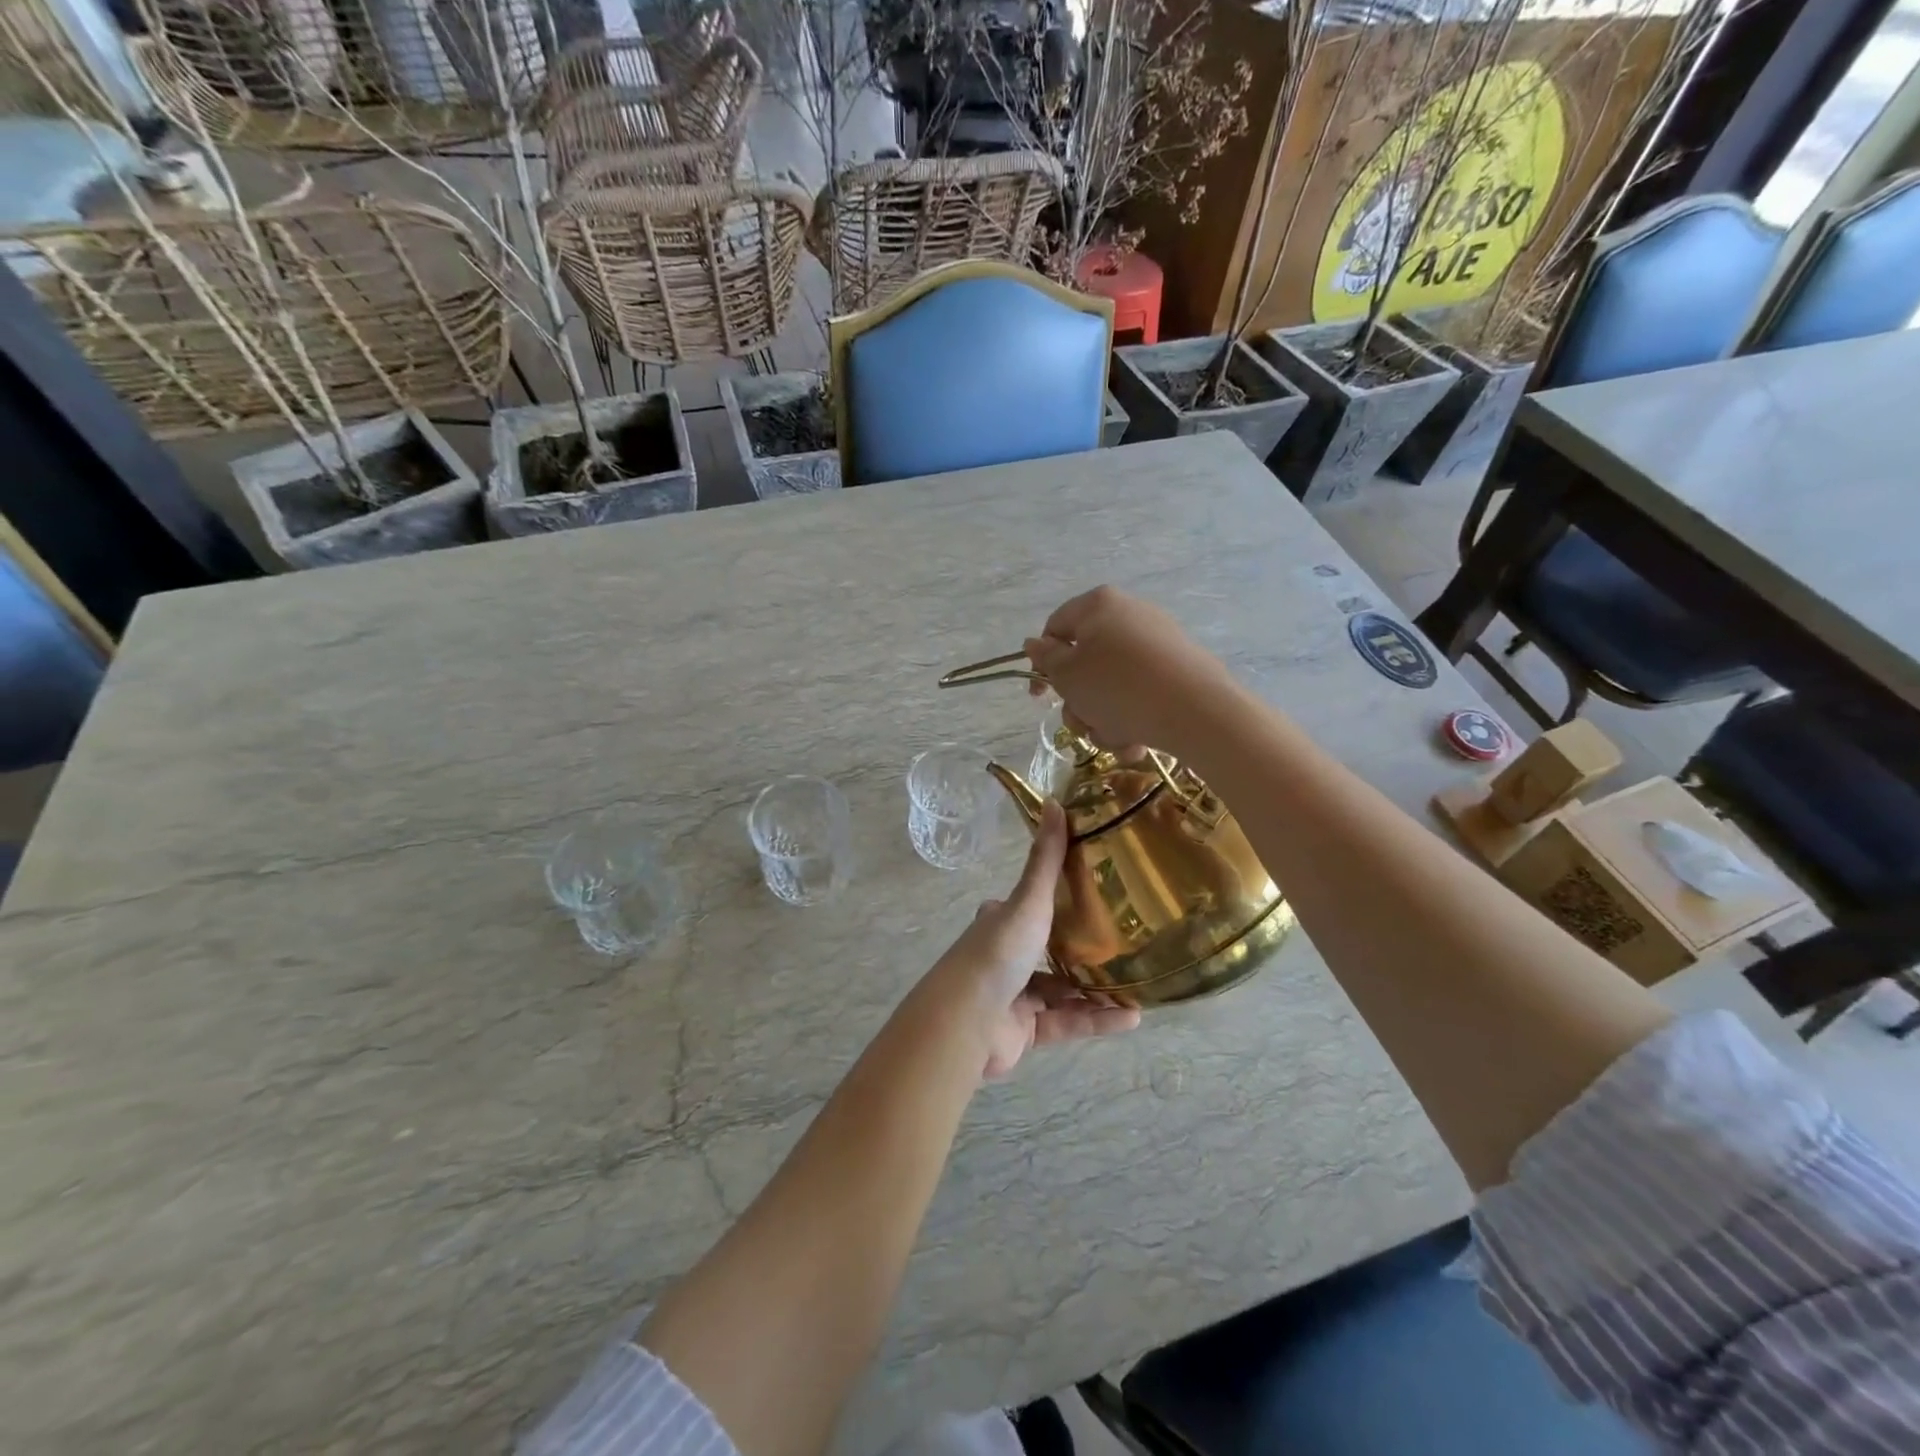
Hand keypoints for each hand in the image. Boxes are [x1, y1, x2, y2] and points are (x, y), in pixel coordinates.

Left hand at [925, 800, 1140, 1078]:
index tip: (1098, 897)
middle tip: (1127, 943)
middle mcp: (1006, 956)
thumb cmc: (998, 952)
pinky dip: (1096, 1020)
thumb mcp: (1028, 901)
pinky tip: (1131, 1017)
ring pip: (1063, 991)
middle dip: (1085, 950)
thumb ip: (1046, 860)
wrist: (966, 1021)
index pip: (1030, 906)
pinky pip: (1066, 1023)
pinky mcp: (1024, 1031)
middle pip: (1050, 950)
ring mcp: (1014, 996)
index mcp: (1001, 922)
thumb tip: (1054, 801)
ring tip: (1139, 983)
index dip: (1057, 901)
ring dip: (1097, 989)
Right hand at [1023, 586, 1234, 756]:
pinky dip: (1132, 718)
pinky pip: (1140, 694)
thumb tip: (1035, 643)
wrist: (1196, 711)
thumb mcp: (1068, 675)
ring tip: (1116, 736)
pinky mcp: (1179, 669)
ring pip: (1111, 686)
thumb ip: (1046, 658)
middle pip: (1085, 663)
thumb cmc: (1118, 687)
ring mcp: (1158, 642)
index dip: (1042, 663)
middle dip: (1079, 702)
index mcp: (1099, 606)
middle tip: (1082, 722)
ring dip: (1103, 718)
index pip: (1055, 628)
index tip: (1040, 697)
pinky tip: (1137, 740)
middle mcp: (1129, 615)